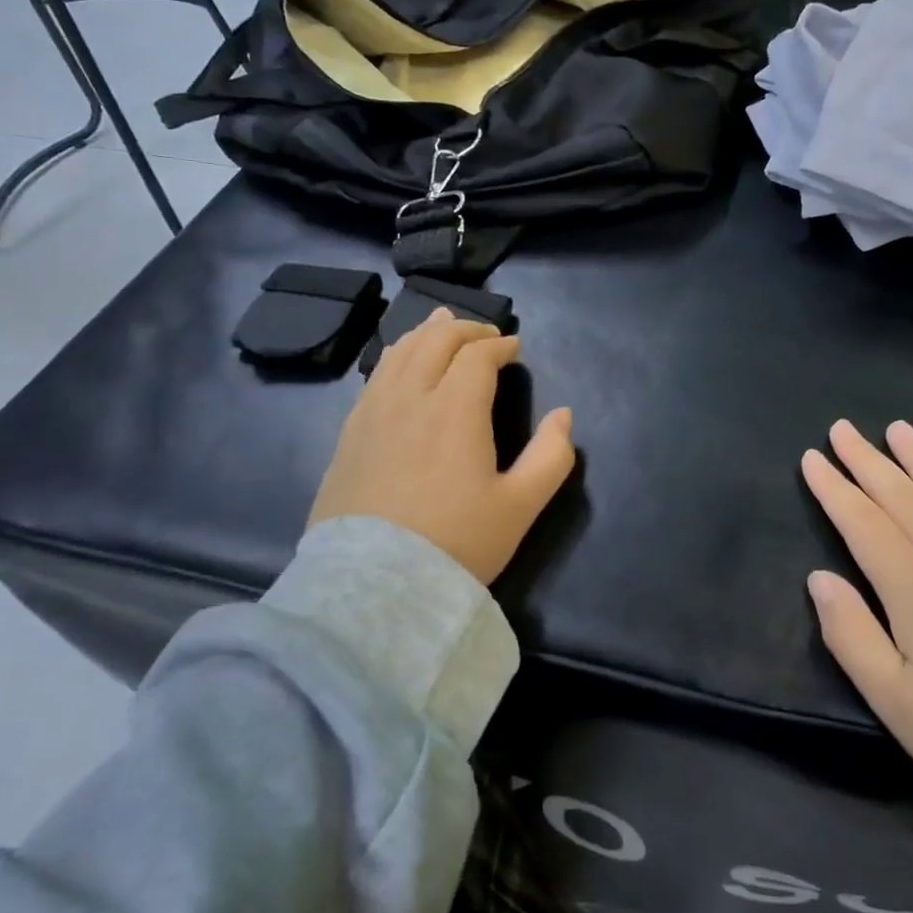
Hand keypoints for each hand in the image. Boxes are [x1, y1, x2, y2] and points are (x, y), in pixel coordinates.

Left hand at [309, 308, 575, 585]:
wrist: (374, 586)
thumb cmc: (455, 544)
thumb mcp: (520, 507)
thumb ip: (551, 457)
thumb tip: (563, 415)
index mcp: (454, 409)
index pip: (477, 356)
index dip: (498, 345)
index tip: (513, 348)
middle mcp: (410, 398)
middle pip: (434, 341)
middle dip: (464, 330)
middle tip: (484, 335)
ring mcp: (372, 414)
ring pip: (399, 352)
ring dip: (425, 334)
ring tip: (440, 326)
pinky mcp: (349, 435)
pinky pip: (375, 377)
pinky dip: (396, 357)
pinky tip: (400, 365)